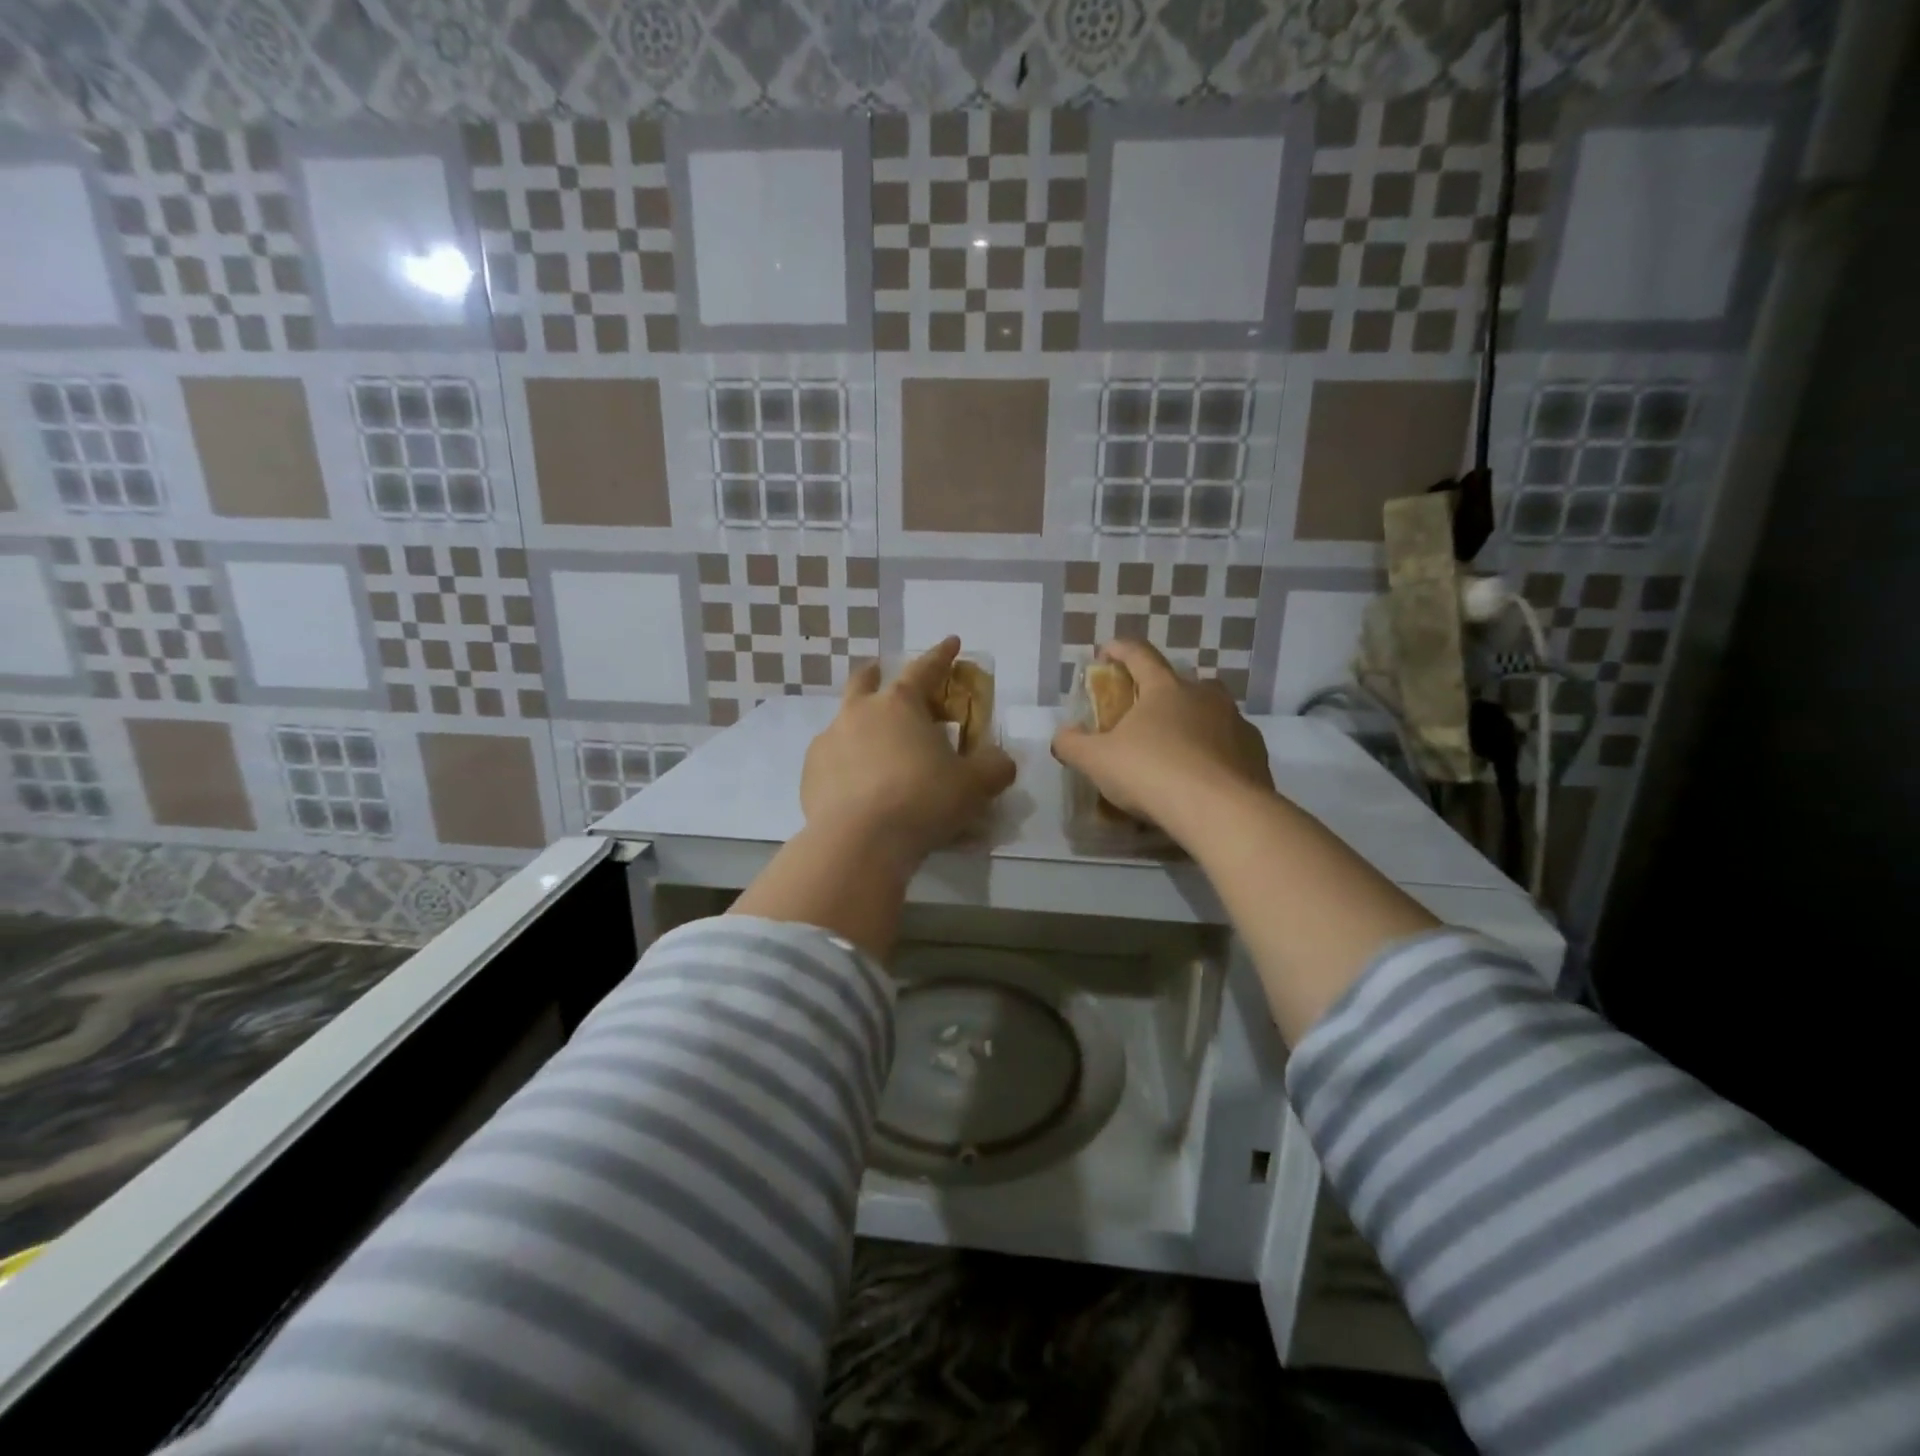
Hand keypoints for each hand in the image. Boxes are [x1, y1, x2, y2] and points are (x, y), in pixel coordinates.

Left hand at [802, 637, 1016, 867]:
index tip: (951, 642)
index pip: (925, 668)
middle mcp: (859, 713)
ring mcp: (829, 741)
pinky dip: (844, 764)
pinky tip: (855, 786)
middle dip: (875, 674)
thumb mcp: (974, 786)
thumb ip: (994, 768)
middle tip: (881, 674)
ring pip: (843, 721)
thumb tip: (1002, 761)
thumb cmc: (923, 800)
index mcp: (900, 704)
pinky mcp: (810, 773)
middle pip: (864, 681)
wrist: (860, 841)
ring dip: (858, 724)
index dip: (941, 655)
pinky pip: (831, 759)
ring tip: (873, 748)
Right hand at [1051, 639, 1274, 841]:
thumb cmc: (1152, 773)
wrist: (1221, 812)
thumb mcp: (1097, 761)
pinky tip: (1203, 778)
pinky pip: (1230, 746)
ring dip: (1193, 723)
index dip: (1120, 650)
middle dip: (1163, 691)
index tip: (1106, 652)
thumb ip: (1073, 744)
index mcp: (1165, 689)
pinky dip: (1215, 754)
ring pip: (1211, 713)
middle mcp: (1205, 697)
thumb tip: (1062, 735)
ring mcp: (1236, 723)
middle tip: (1146, 714)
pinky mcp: (1256, 754)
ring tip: (1176, 751)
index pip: (1139, 655)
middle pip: (1182, 682)